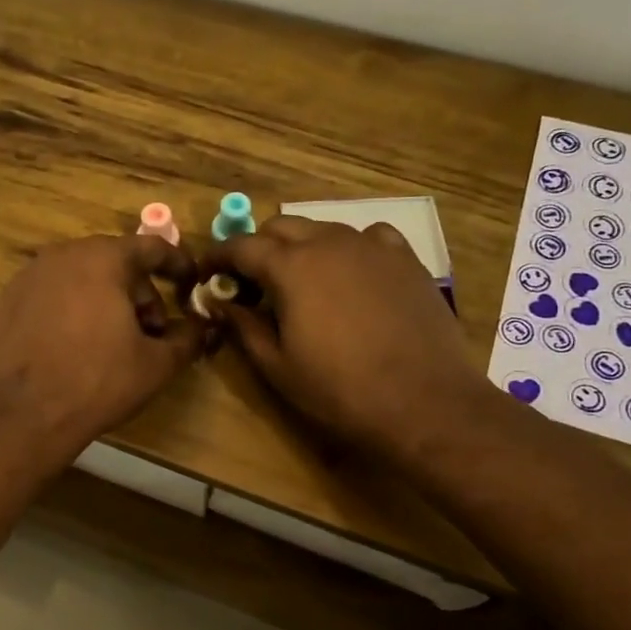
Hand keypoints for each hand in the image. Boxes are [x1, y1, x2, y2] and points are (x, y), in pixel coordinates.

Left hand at [0, 234, 202, 465]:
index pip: (150, 247)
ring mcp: (29, 276)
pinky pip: (51, 295)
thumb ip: (187, 338)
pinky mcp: (7, 300)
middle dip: (139, 292)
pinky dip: (70, 310)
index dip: (177, 263)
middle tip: (150, 331)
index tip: (191, 281)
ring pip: (80, 278)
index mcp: (103, 259)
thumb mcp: (157, 364)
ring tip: (112, 341)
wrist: (25, 414)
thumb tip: (200, 327)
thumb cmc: (98, 381)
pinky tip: (73, 346)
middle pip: (114, 262)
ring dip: (104, 300)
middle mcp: (63, 255)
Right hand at [206, 217, 484, 460]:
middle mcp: (329, 242)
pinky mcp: (406, 259)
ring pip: (323, 229)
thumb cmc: (340, 390)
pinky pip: (368, 237)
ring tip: (299, 282)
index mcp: (291, 267)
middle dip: (258, 248)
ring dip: (301, 247)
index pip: (242, 246)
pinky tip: (351, 274)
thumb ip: (243, 327)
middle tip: (249, 283)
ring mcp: (372, 246)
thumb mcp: (277, 366)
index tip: (206, 273)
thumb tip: (219, 303)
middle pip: (281, 227)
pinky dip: (348, 248)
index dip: (218, 257)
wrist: (424, 402)